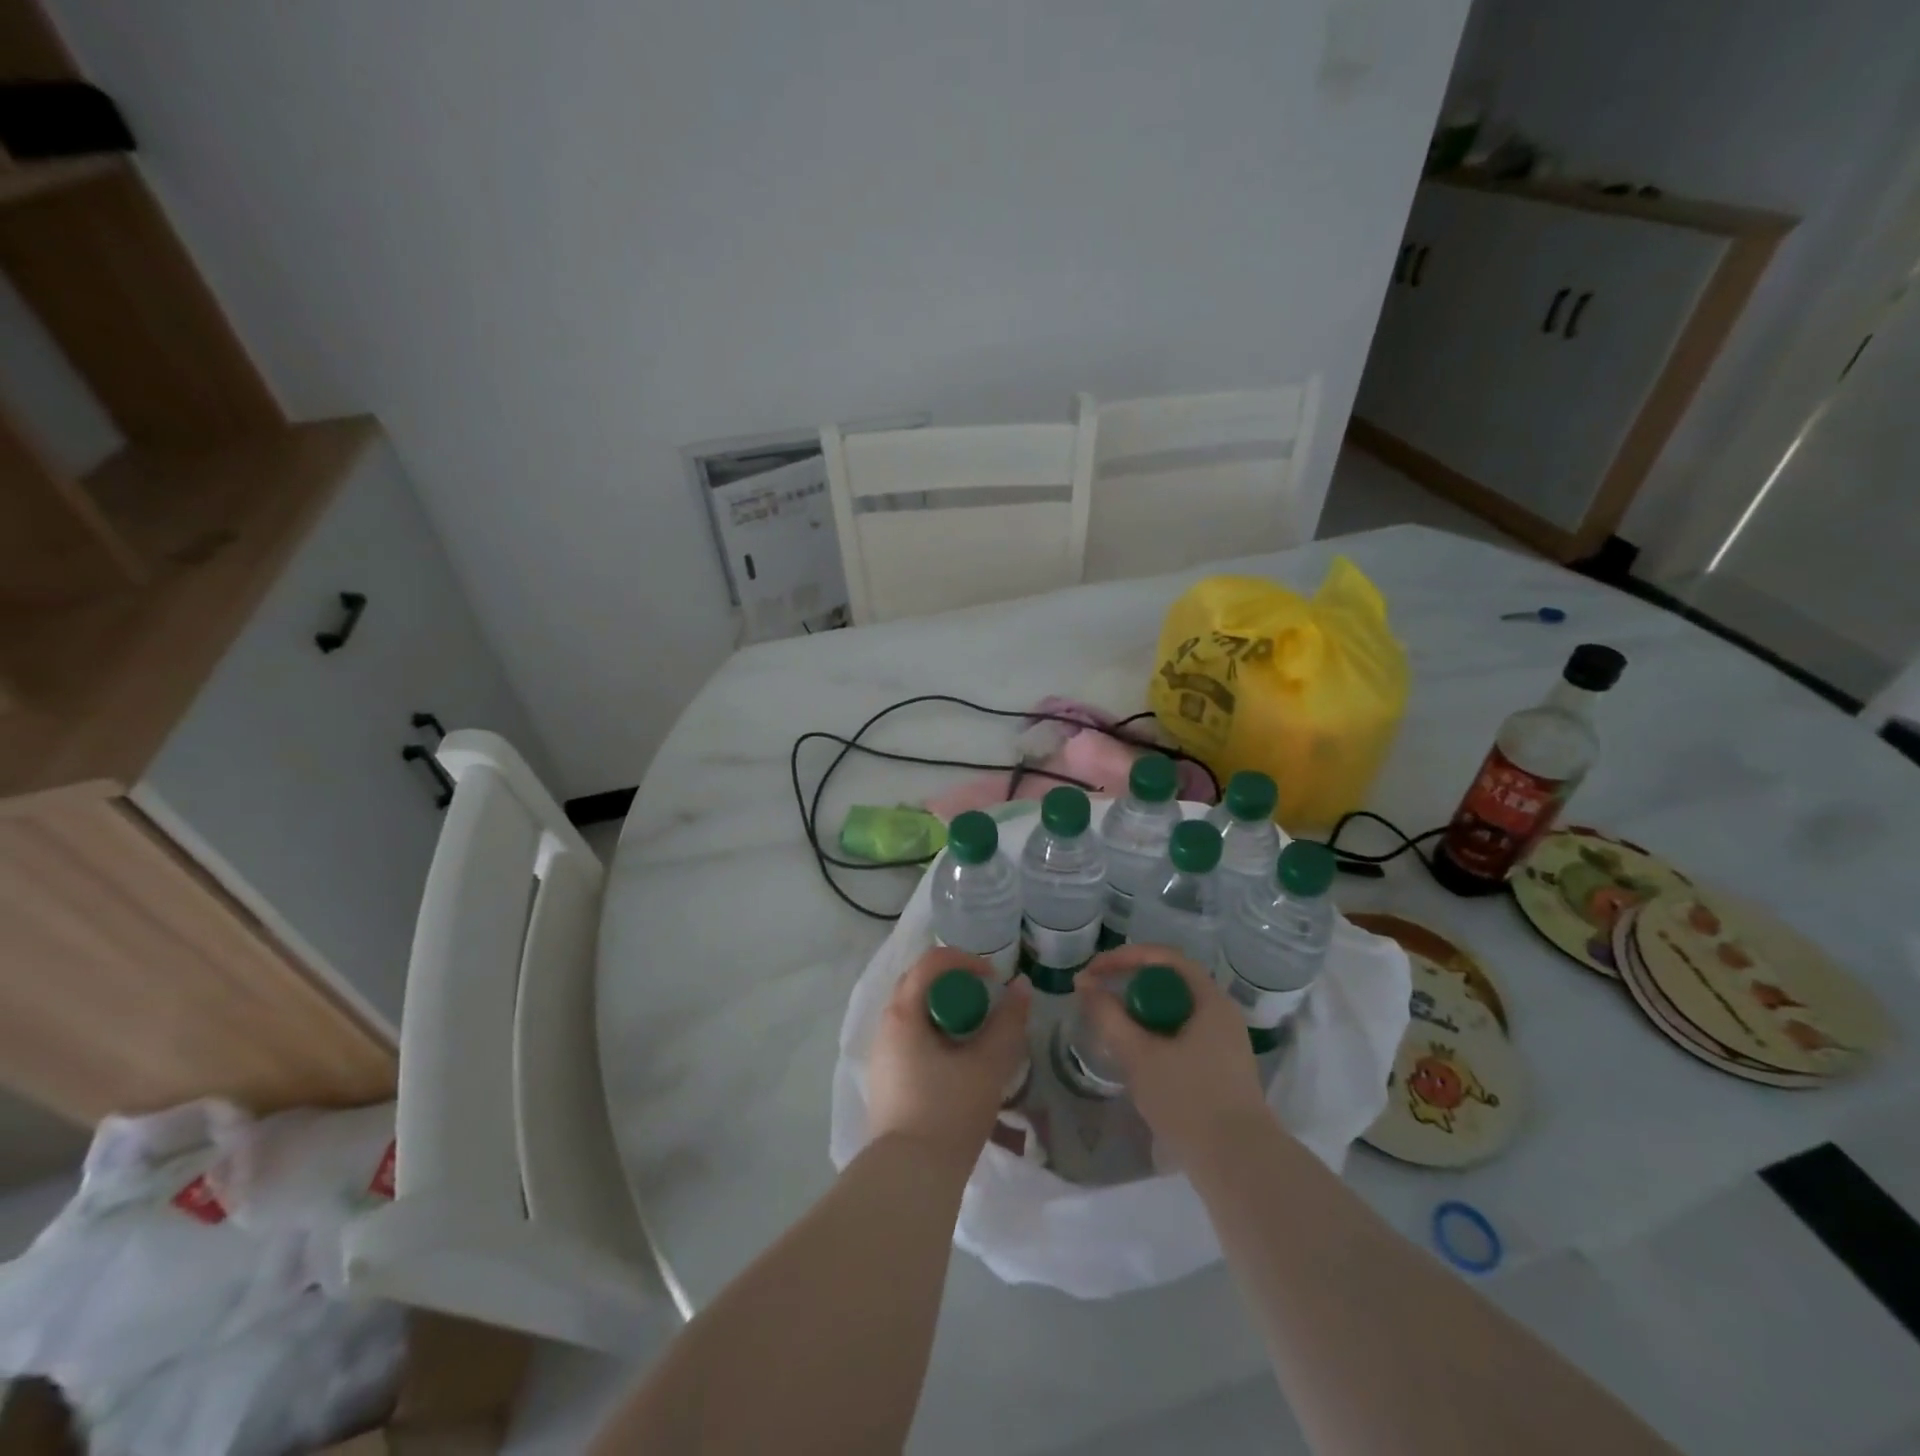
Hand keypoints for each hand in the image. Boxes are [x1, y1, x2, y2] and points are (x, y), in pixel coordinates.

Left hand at [867, 948, 1031, 1167]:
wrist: (910, 1179)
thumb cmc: (948, 1112)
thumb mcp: (988, 1064)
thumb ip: (1008, 1021)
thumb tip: (1020, 986)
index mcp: (902, 1014)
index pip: (931, 962)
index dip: (966, 961)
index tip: (993, 980)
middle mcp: (885, 1027)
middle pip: (920, 985)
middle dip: (956, 987)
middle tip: (986, 1004)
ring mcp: (882, 1055)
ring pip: (916, 1015)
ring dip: (948, 1014)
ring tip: (978, 1037)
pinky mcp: (886, 1081)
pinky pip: (912, 1041)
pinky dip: (938, 1038)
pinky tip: (960, 1066)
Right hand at [1075, 944, 1266, 1159]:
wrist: (1238, 1166)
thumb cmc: (1189, 1100)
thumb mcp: (1139, 1055)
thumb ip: (1108, 1016)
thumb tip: (1085, 985)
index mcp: (1210, 1000)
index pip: (1164, 958)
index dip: (1125, 957)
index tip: (1094, 971)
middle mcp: (1221, 1014)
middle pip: (1168, 983)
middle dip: (1129, 986)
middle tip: (1098, 999)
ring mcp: (1224, 1044)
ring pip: (1173, 1013)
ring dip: (1139, 1014)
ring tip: (1110, 1030)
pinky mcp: (1220, 1070)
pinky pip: (1181, 1036)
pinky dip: (1154, 1037)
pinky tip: (1135, 1059)